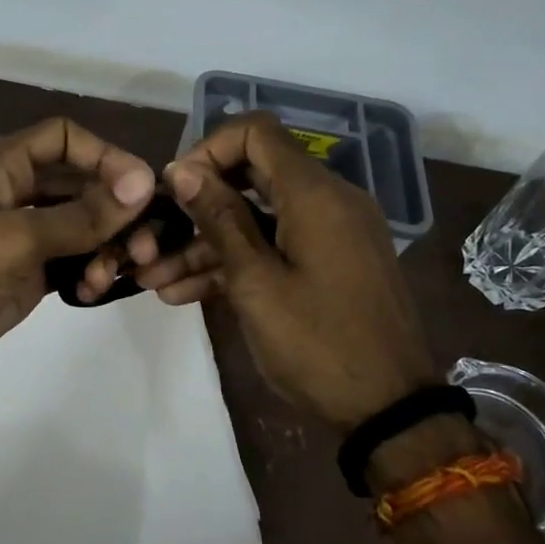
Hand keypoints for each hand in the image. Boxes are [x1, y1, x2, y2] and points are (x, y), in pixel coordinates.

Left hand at [0, 117, 154, 407]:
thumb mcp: (13, 239)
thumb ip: (80, 214)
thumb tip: (145, 184)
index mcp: (1, 164)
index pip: (66, 138)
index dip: (107, 156)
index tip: (144, 191)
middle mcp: (12, 192)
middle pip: (81, 183)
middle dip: (116, 208)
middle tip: (147, 244)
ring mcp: (18, 237)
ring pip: (80, 226)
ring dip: (106, 244)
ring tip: (117, 273)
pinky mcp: (22, 276)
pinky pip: (69, 262)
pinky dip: (88, 271)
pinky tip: (94, 291)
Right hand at [133, 113, 437, 427]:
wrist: (390, 410)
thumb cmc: (317, 344)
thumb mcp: (255, 282)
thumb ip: (219, 219)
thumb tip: (182, 170)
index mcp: (314, 194)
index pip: (255, 133)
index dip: (207, 149)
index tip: (174, 188)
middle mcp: (327, 201)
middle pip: (251, 176)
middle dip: (197, 204)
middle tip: (155, 235)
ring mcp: (330, 234)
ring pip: (257, 218)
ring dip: (206, 244)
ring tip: (154, 279)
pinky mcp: (330, 264)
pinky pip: (276, 246)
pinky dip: (236, 262)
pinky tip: (186, 293)